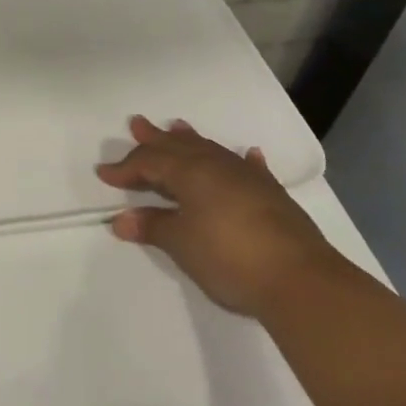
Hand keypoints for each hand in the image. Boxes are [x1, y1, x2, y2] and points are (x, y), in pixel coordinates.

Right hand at [95, 115, 340, 317]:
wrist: (301, 281)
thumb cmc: (230, 257)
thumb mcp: (182, 244)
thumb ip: (153, 226)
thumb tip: (122, 220)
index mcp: (191, 172)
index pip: (150, 162)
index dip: (126, 167)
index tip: (104, 173)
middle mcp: (217, 166)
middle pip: (179, 147)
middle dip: (155, 138)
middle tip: (137, 123)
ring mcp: (248, 179)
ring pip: (212, 150)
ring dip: (191, 140)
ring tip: (177, 127)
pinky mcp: (272, 196)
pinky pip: (251, 168)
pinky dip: (243, 160)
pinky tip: (249, 154)